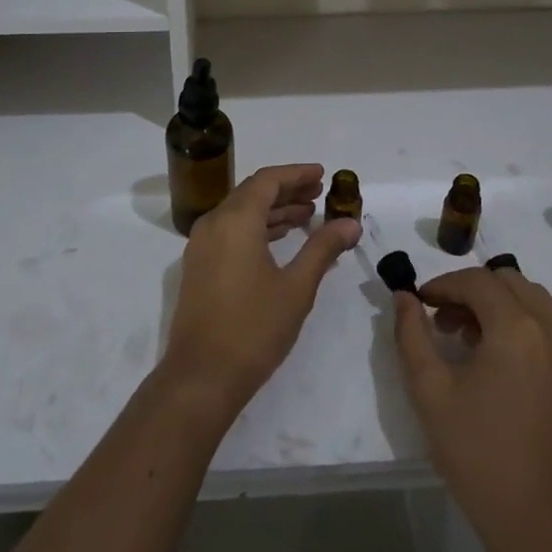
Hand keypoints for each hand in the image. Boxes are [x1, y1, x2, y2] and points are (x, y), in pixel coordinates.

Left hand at [161, 164, 361, 417]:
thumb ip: (323, 248)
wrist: (201, 377)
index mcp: (235, 220)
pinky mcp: (199, 266)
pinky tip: (281, 239)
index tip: (322, 174)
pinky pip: (231, 231)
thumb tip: (351, 222)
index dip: (296, 174)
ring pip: (241, 212)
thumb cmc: (253, 328)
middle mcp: (214, 223)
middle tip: (320, 194)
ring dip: (273, 210)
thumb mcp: (296, 286)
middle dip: (287, 190)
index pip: (268, 180)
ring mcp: (202, 245)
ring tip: (308, 215)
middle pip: (253, 192)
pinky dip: (257, 228)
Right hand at [393, 264, 551, 551]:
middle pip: (507, 282)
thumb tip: (405, 297)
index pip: (476, 281)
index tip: (419, 302)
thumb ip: (411, 335)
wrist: (545, 526)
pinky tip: (497, 361)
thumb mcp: (430, 393)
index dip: (443, 284)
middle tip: (442, 320)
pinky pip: (549, 327)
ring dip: (497, 305)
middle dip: (471, 290)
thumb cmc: (480, 456)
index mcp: (517, 329)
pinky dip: (521, 324)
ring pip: (532, 300)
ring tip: (467, 339)